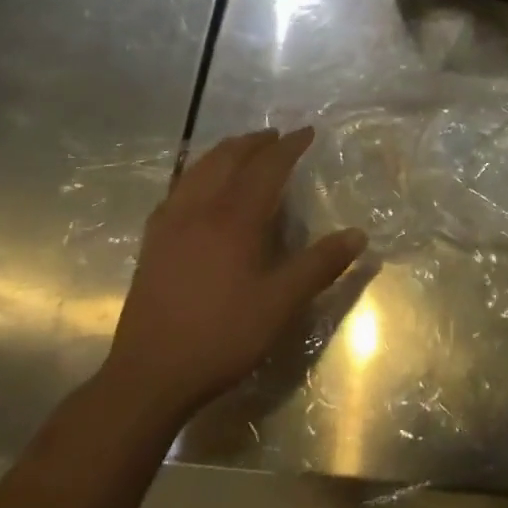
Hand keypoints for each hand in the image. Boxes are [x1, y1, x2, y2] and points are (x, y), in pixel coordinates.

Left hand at [94, 129, 365, 428]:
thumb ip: (320, 265)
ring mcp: (171, 224)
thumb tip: (358, 235)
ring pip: (198, 169)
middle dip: (254, 142)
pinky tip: (197, 187)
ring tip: (241, 150)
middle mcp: (201, 209)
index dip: (289, 146)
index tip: (307, 132)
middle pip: (228, 158)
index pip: (267, 166)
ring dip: (224, 152)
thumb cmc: (222, 336)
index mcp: (235, 218)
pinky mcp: (152, 242)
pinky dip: (196, 174)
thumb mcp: (281, 304)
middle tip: (276, 136)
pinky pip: (177, 190)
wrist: (149, 375)